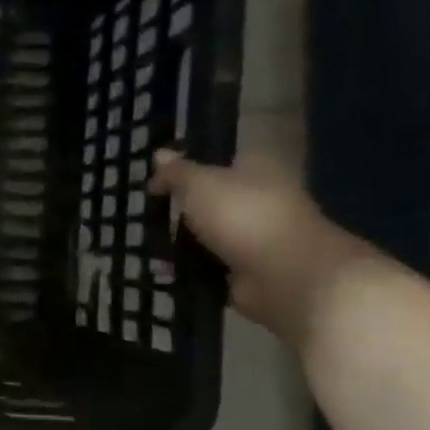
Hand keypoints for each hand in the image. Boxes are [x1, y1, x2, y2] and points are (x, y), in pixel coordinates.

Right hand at [148, 150, 377, 346]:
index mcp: (255, 171)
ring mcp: (253, 239)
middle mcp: (257, 202)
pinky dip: (188, 271)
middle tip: (146, 217)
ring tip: (149, 247)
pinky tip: (164, 271)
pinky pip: (207, 267)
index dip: (185, 171)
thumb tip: (159, 154)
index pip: (216, 164)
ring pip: (206, 236)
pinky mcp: (246, 272)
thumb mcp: (199, 183)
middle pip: (209, 202)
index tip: (155, 184)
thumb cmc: (242, 216)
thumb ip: (176, 172)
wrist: (284, 275)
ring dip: (179, 244)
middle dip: (178, 211)